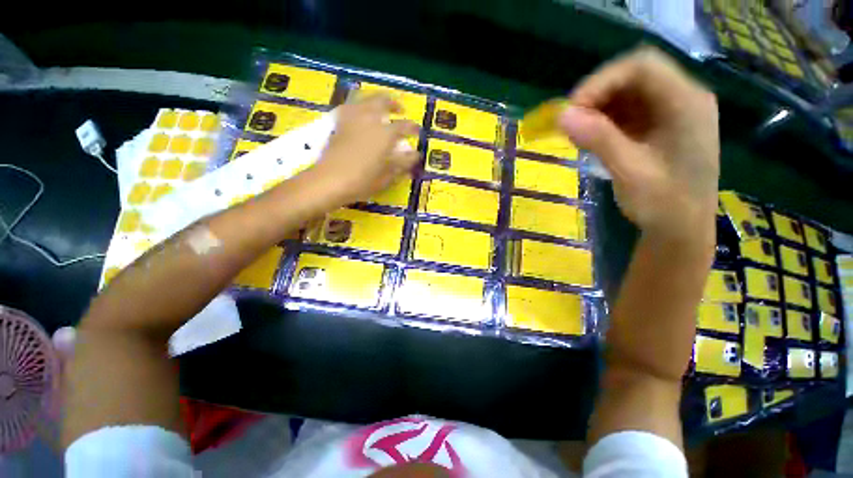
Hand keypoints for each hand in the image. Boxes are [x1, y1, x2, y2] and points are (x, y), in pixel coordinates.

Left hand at [306, 93, 419, 207]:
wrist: (330, 181)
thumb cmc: (362, 181)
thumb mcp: (387, 176)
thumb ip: (403, 163)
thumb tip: (415, 155)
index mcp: (385, 134)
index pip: (404, 125)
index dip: (413, 127)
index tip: (418, 131)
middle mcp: (369, 120)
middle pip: (382, 101)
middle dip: (393, 103)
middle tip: (399, 109)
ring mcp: (352, 119)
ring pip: (364, 99)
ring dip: (375, 100)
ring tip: (380, 107)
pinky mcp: (339, 123)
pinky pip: (350, 106)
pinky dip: (358, 105)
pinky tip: (360, 113)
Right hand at [558, 47, 719, 239]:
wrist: (680, 230)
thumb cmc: (664, 205)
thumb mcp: (630, 172)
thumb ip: (599, 140)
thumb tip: (561, 116)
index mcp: (687, 104)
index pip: (641, 67)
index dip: (601, 82)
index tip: (570, 111)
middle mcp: (682, 98)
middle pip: (633, 75)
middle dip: (596, 96)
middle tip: (570, 123)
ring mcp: (670, 111)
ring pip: (626, 92)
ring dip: (597, 109)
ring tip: (578, 135)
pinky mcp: (657, 125)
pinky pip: (625, 110)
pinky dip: (603, 121)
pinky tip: (591, 139)